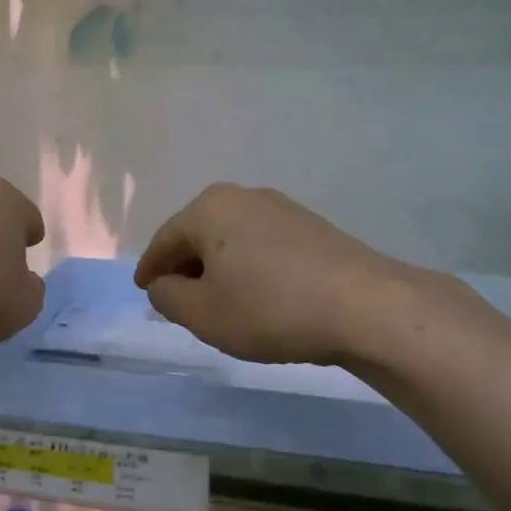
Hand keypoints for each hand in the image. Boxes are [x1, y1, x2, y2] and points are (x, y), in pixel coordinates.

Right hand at [134, 184, 468, 368]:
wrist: (366, 307)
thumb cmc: (269, 309)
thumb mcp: (202, 314)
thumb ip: (167, 297)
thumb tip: (164, 283)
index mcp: (208, 209)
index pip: (164, 241)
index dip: (150, 269)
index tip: (144, 290)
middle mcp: (242, 197)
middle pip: (198, 235)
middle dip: (185, 267)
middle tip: (179, 299)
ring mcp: (281, 208)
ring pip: (231, 239)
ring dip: (219, 267)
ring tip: (219, 300)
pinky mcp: (311, 226)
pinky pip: (261, 244)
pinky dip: (248, 266)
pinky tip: (257, 294)